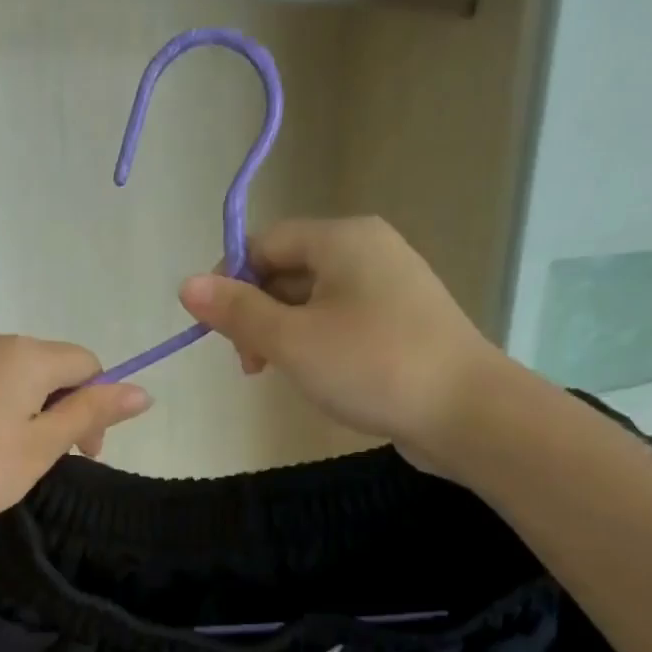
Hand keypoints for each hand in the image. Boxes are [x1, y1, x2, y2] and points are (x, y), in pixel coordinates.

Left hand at [0, 332, 149, 568]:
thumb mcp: (41, 446)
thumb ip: (91, 414)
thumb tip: (143, 391)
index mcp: (26, 353)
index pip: (86, 363)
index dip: (97, 405)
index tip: (85, 454)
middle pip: (48, 367)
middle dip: (63, 409)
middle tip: (51, 462)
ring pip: (12, 378)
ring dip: (28, 413)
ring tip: (11, 459)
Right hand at [178, 216, 509, 467]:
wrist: (465, 411)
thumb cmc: (371, 366)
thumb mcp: (291, 340)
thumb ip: (236, 311)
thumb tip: (186, 285)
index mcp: (342, 239)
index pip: (265, 242)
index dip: (230, 281)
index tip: (219, 332)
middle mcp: (368, 250)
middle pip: (287, 269)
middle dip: (256, 313)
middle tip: (250, 364)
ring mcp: (389, 285)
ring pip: (312, 298)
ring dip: (283, 332)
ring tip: (280, 374)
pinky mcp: (401, 321)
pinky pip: (340, 319)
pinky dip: (315, 342)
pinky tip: (316, 376)